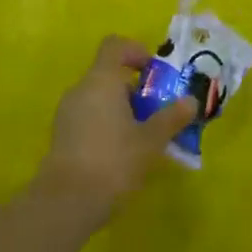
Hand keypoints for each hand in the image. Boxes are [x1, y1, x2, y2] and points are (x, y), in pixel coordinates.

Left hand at [37, 37, 196, 215]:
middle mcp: (80, 90)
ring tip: (143, 137)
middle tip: (157, 112)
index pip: (115, 46)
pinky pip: (88, 119)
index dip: (136, 52)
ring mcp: (66, 114)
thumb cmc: (112, 161)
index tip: (154, 73)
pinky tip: (122, 155)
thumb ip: (171, 118)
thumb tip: (191, 101)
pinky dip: (106, 126)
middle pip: (109, 74)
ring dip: (122, 110)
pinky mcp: (61, 138)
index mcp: (101, 80)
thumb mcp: (150, 140)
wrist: (64, 205)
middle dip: (135, 89)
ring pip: (99, 99)